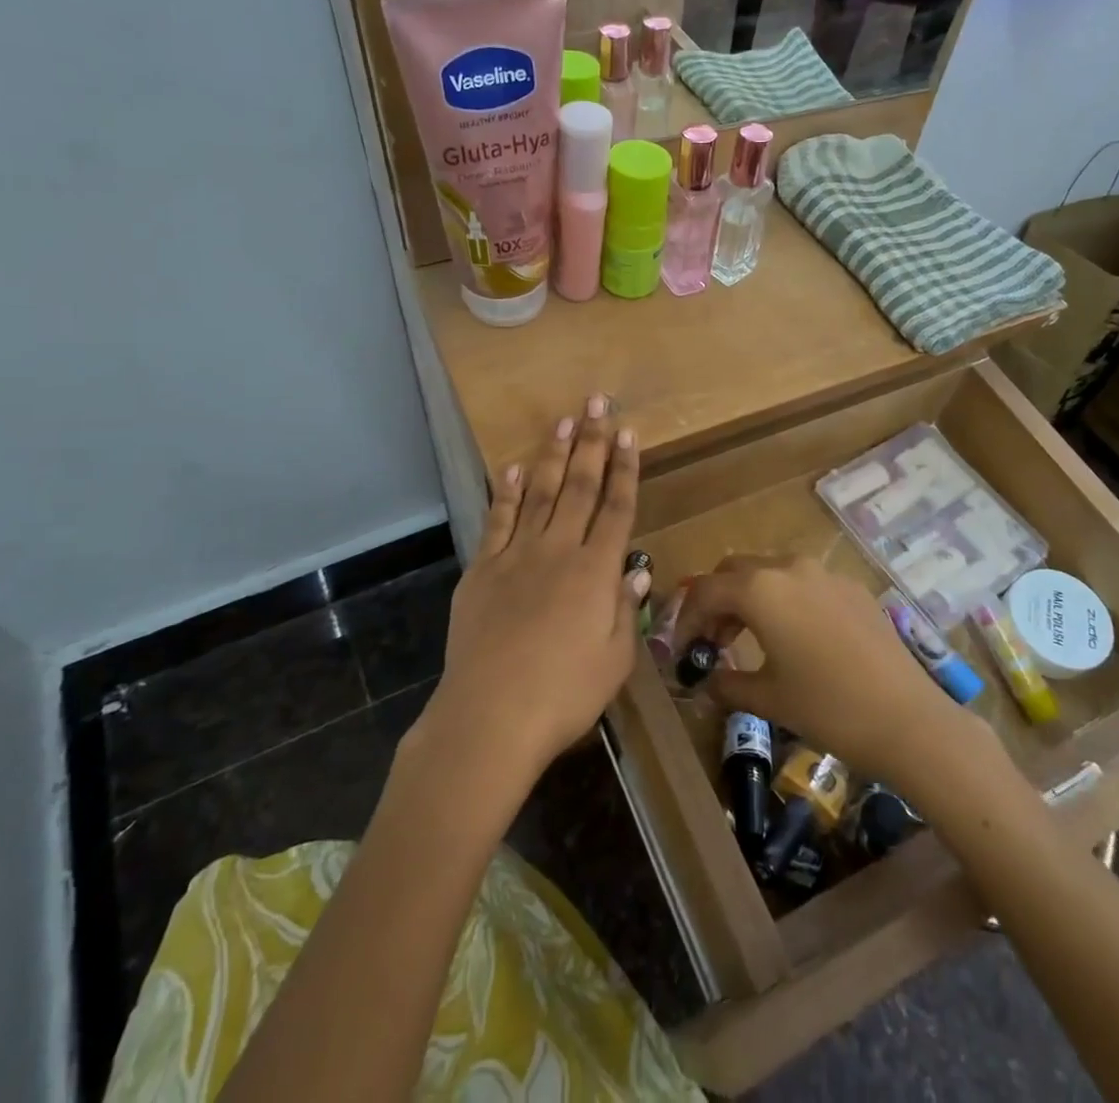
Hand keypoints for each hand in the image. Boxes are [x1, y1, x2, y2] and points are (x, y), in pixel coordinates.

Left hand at [418, 394, 644, 792]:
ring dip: (553, 455)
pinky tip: (514, 470)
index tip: (628, 433)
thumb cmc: (564, 694)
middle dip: (591, 443)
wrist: (490, 716)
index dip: (625, 468)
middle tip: (597, 403)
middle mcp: (558, 551)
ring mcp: (516, 556)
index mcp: (596, 572)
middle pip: (579, 487)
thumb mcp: (614, 660)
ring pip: (539, 494)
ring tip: (563, 420)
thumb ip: (625, 609)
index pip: (617, 508)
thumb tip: (636, 571)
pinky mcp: (482, 570)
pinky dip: (507, 494)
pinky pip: (498, 522)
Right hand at [676, 557, 972, 787]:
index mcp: (760, 590)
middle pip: (735, 571)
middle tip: (712, 640)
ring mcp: (824, 573)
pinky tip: (794, 635)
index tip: (682, 650)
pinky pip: (804, 581)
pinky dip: (784, 598)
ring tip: (748, 637)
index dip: (686, 619)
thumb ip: (727, 683)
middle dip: (716, 601)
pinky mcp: (852, 587)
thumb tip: (707, 681)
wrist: (907, 718)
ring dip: (750, 596)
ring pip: (770, 570)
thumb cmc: (827, 708)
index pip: (705, 592)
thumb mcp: (768, 698)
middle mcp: (789, 568)